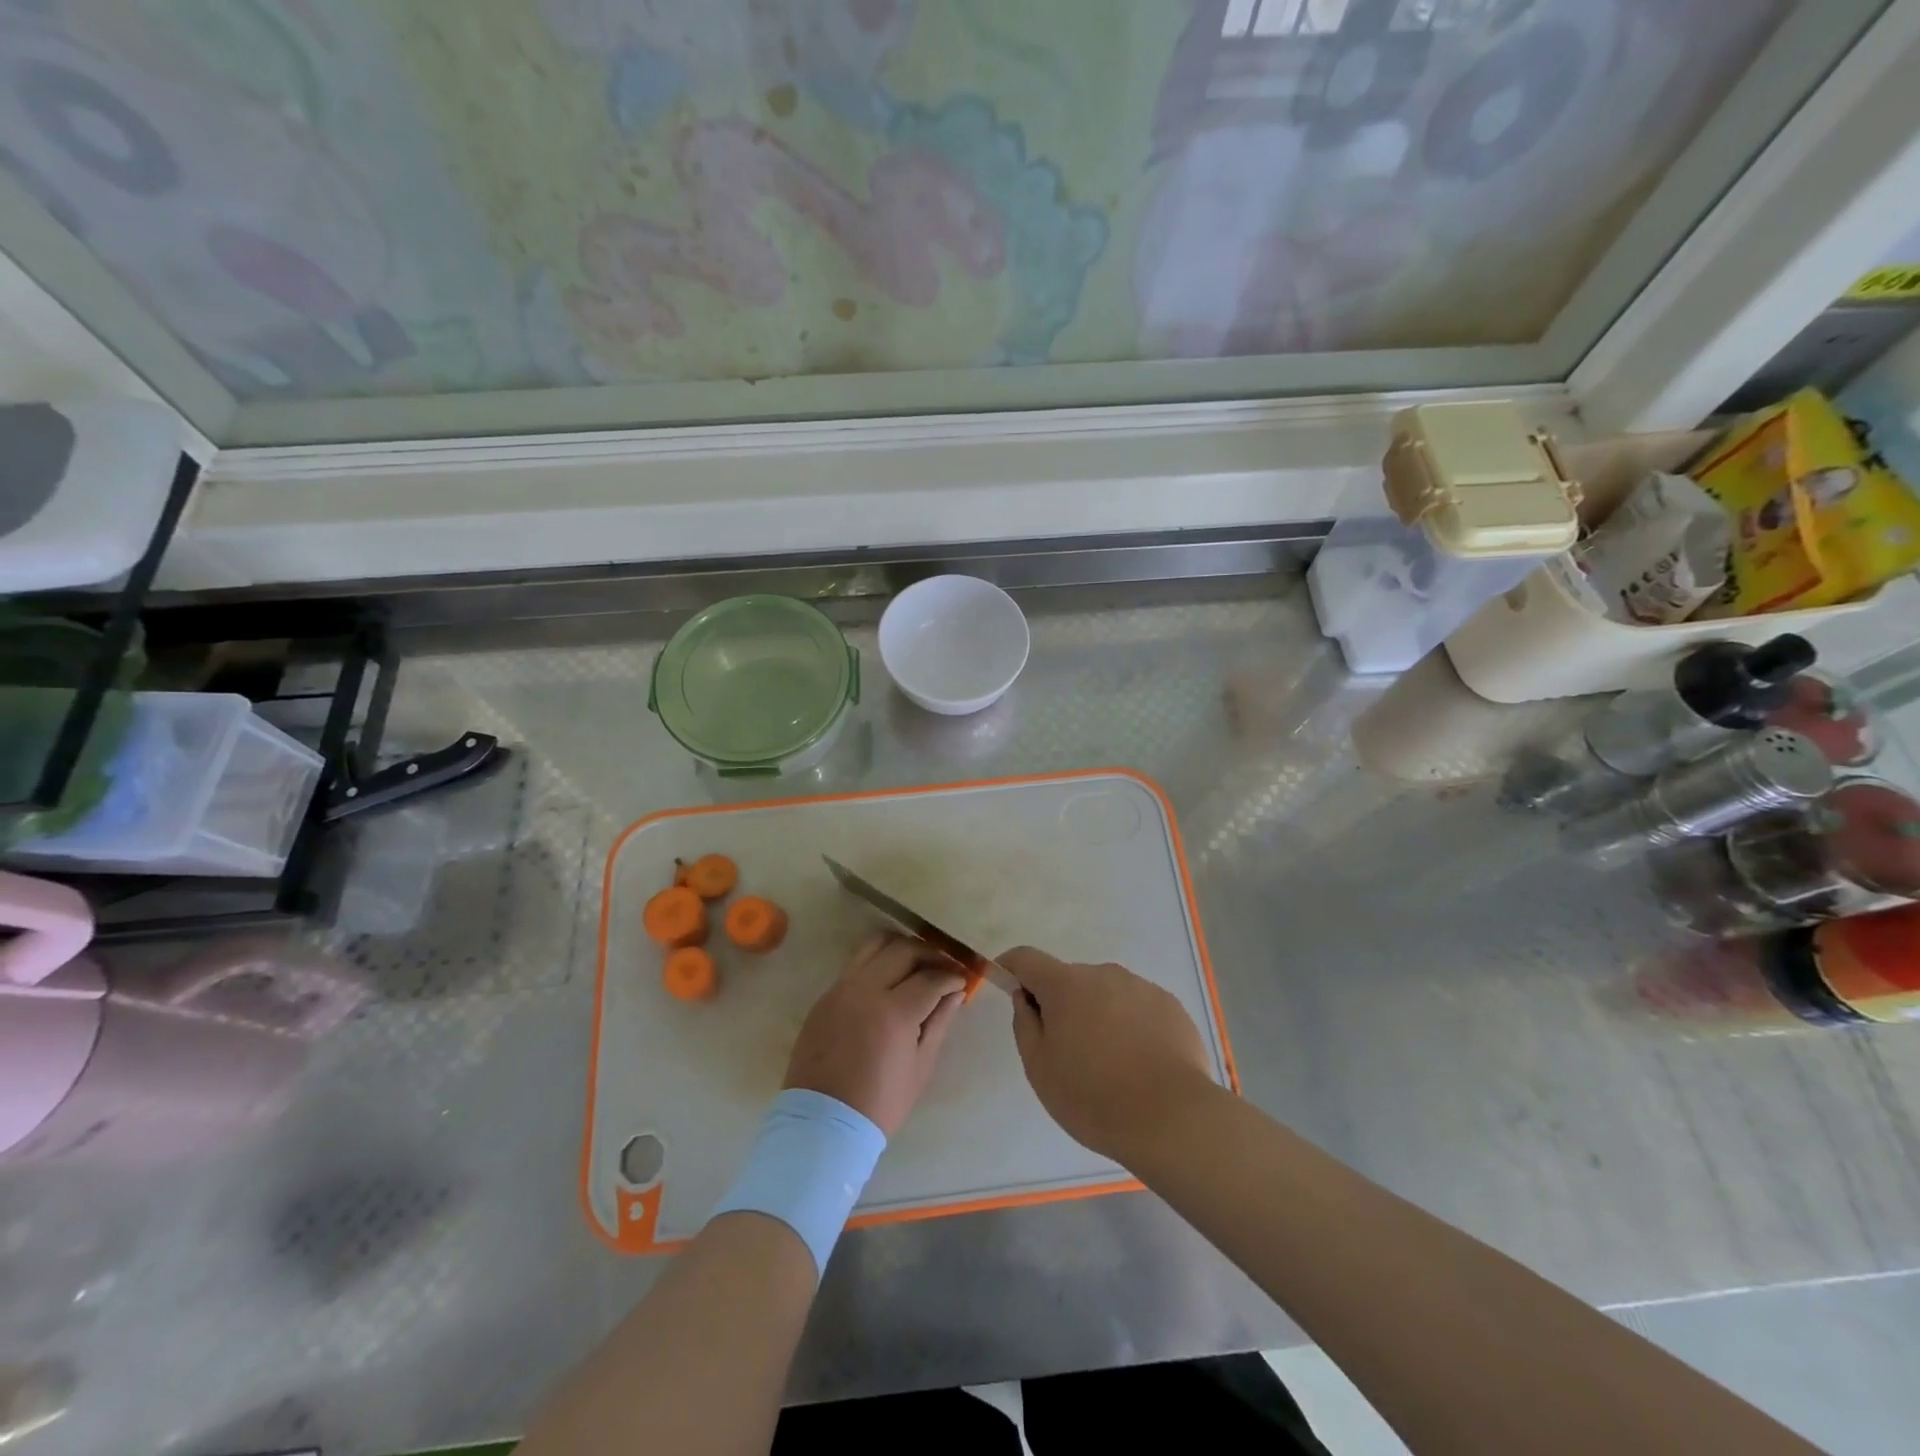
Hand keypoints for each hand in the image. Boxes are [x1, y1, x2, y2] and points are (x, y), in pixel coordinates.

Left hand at [784, 932, 967, 1136]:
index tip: (961, 981)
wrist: (823, 1124)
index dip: (951, 976)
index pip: (930, 978)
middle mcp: (865, 990)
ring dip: (901, 947)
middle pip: (903, 950)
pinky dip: (877, 962)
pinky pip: (855, 964)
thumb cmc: (880, 1103)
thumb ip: (939, 1022)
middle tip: (944, 967)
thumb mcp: (920, 1067)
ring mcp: (840, 989)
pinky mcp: (825, 996)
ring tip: (916, 963)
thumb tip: (956, 993)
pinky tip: (889, 979)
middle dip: (930, 954)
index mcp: (893, 1012)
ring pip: (875, 945)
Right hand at [1001, 947, 1216, 1161]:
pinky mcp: (1170, 1006)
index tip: (1007, 984)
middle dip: (1061, 1004)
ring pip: (1107, 994)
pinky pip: (1138, 1008)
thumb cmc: (1094, 1096)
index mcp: (1066, 985)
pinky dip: (1130, 1026)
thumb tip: (1025, 998)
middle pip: (1070, 980)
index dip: (1012, 967)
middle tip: (1066, 1052)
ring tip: (1110, 1065)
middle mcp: (1104, 974)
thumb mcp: (1040, 1069)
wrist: (1173, 1118)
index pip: (1027, 958)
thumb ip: (1026, 1025)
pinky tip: (1140, 1065)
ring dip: (1098, 1015)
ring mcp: (1141, 987)